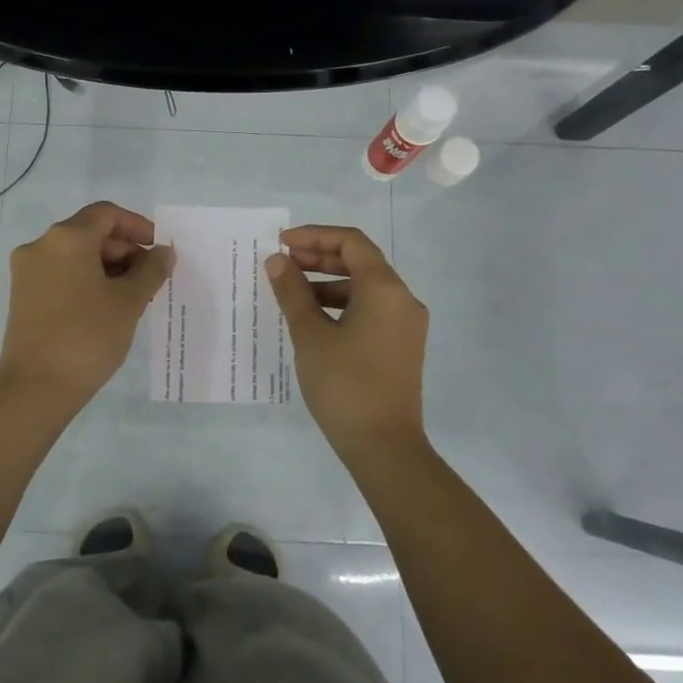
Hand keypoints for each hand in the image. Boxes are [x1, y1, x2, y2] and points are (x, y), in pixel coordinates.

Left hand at [0, 201, 174, 406]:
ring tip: (132, 298)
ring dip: (106, 268)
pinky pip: (60, 275)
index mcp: (66, 238)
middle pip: (90, 233)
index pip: (106, 214)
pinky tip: (105, 308)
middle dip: (124, 251)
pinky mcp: (22, 296)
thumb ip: (151, 270)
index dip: (137, 226)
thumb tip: (163, 252)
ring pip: (75, 256)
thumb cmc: (87, 336)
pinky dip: (86, 282)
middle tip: (150, 280)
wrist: (35, 388)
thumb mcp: (128, 302)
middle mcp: (41, 246)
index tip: (158, 251)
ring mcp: (27, 272)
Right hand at [265, 224, 429, 460]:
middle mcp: (402, 300)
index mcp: (385, 289)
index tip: (282, 243)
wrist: (384, 447)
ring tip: (291, 292)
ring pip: (364, 288)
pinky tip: (313, 319)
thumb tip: (277, 261)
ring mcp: (405, 325)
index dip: (314, 236)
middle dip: (319, 258)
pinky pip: (370, 310)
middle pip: (360, 262)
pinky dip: (341, 305)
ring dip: (328, 283)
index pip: (351, 243)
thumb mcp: (310, 335)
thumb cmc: (345, 384)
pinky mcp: (401, 346)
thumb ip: (292, 292)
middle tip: (282, 263)